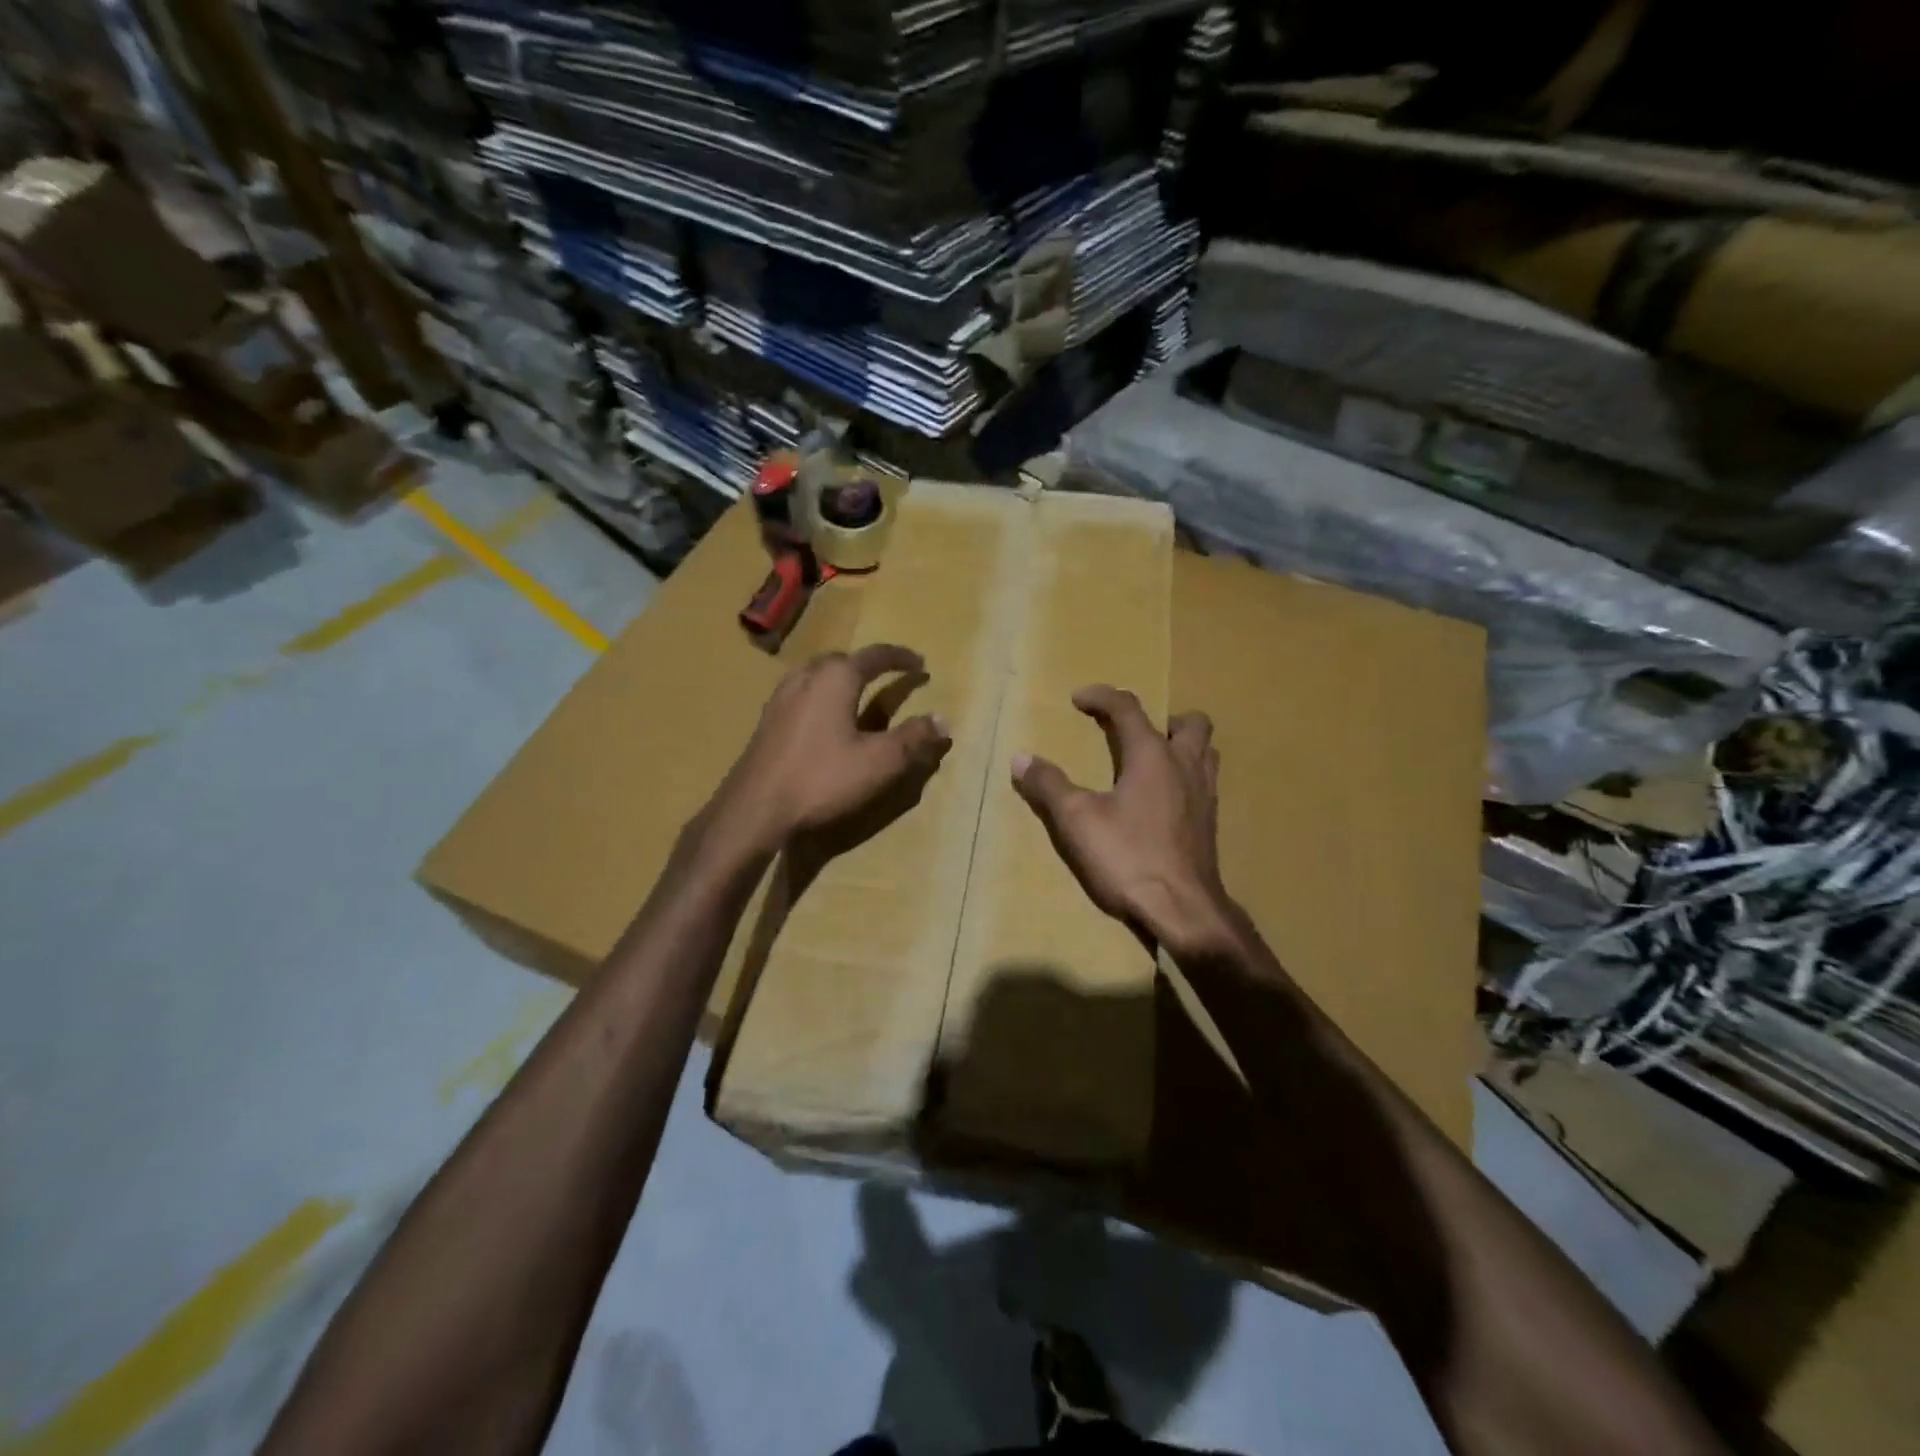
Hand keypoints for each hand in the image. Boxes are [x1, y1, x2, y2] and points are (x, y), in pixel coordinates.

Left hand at [713, 644, 950, 853]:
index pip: (875, 656)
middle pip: (842, 660)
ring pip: (817, 675)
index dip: (901, 658)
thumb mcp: (879, 762)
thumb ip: (913, 738)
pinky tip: (825, 721)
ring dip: (842, 679)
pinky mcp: (768, 721)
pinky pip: (802, 694)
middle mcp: (806, 677)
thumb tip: (942, 720)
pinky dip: (822, 697)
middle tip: (889, 678)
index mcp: (836, 678)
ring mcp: (781, 697)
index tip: (920, 664)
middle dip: (868, 666)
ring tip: (857, 696)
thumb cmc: (822, 779)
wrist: (755, 808)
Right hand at [1012, 686, 1236, 958]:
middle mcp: (1185, 765)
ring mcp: (1204, 794)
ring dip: (1181, 745)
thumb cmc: (1128, 857)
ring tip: (1151, 762)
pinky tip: (1163, 801)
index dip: (1101, 697)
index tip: (1078, 699)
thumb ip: (1049, 785)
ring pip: (1205, 751)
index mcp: (1152, 755)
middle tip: (1132, 735)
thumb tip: (1021, 759)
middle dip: (1161, 718)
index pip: (1128, 709)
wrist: (1182, 909)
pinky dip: (1185, 776)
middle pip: (1190, 722)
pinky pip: (1204, 781)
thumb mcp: (1077, 820)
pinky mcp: (1210, 823)